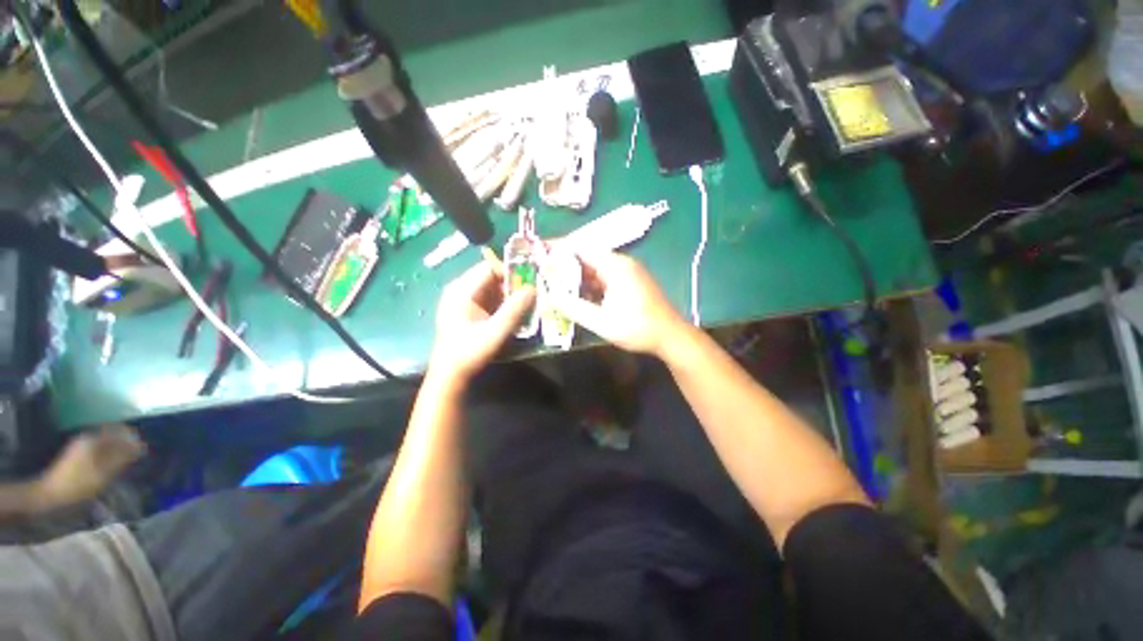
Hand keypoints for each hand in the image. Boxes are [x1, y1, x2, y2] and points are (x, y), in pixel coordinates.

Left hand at [36, 424, 145, 508]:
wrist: (49, 495)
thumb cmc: (78, 484)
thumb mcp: (103, 473)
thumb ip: (122, 457)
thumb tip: (141, 446)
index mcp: (95, 439)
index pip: (121, 431)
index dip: (134, 438)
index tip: (145, 448)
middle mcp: (88, 437)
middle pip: (112, 434)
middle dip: (126, 442)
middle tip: (137, 454)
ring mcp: (80, 445)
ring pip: (105, 441)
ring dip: (117, 448)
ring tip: (127, 460)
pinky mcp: (77, 453)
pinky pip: (98, 447)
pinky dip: (108, 453)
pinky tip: (111, 464)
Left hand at [428, 261, 536, 383]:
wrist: (450, 374)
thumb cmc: (470, 352)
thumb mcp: (496, 331)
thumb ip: (514, 309)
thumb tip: (532, 289)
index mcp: (461, 290)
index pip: (489, 268)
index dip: (510, 273)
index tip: (527, 286)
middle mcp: (459, 289)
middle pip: (490, 277)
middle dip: (511, 286)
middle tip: (529, 298)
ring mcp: (461, 299)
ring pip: (491, 288)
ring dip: (507, 296)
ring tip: (523, 308)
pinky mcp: (466, 309)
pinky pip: (487, 299)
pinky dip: (501, 304)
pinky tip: (510, 316)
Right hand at [550, 250, 685, 355]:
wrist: (670, 337)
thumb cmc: (638, 328)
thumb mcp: (601, 321)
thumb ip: (574, 307)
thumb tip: (550, 296)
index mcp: (615, 266)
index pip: (581, 247)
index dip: (558, 248)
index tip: (538, 253)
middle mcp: (622, 263)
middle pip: (587, 256)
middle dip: (564, 264)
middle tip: (543, 273)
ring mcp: (627, 272)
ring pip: (595, 267)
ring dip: (576, 275)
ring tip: (555, 284)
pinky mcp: (630, 282)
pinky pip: (604, 276)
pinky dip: (589, 283)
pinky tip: (578, 295)